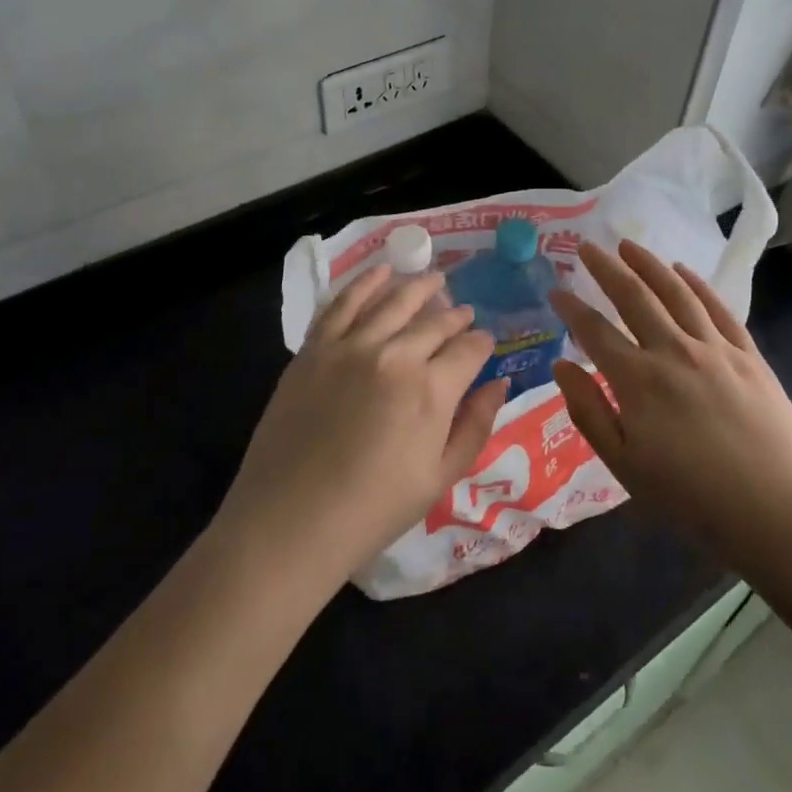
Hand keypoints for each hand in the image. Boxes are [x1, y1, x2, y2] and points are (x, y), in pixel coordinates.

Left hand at [215, 265, 506, 588]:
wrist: (291, 519)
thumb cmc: (374, 509)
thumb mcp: (440, 478)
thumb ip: (476, 426)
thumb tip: (501, 383)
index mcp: (432, 390)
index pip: (469, 350)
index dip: (482, 344)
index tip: (485, 343)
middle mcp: (395, 355)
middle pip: (434, 322)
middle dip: (455, 316)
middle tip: (463, 313)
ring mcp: (351, 346)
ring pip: (393, 301)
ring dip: (418, 287)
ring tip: (434, 279)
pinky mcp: (315, 348)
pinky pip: (344, 304)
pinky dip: (365, 283)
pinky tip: (380, 272)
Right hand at [548, 240, 791, 566]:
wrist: (778, 512)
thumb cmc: (692, 498)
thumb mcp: (625, 466)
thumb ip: (589, 412)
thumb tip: (561, 366)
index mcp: (638, 380)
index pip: (594, 331)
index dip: (571, 308)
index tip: (555, 290)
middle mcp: (673, 351)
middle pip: (633, 296)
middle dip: (605, 268)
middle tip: (587, 246)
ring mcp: (715, 348)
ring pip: (675, 292)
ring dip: (648, 264)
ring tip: (628, 245)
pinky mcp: (748, 354)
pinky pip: (718, 307)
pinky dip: (696, 284)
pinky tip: (682, 271)